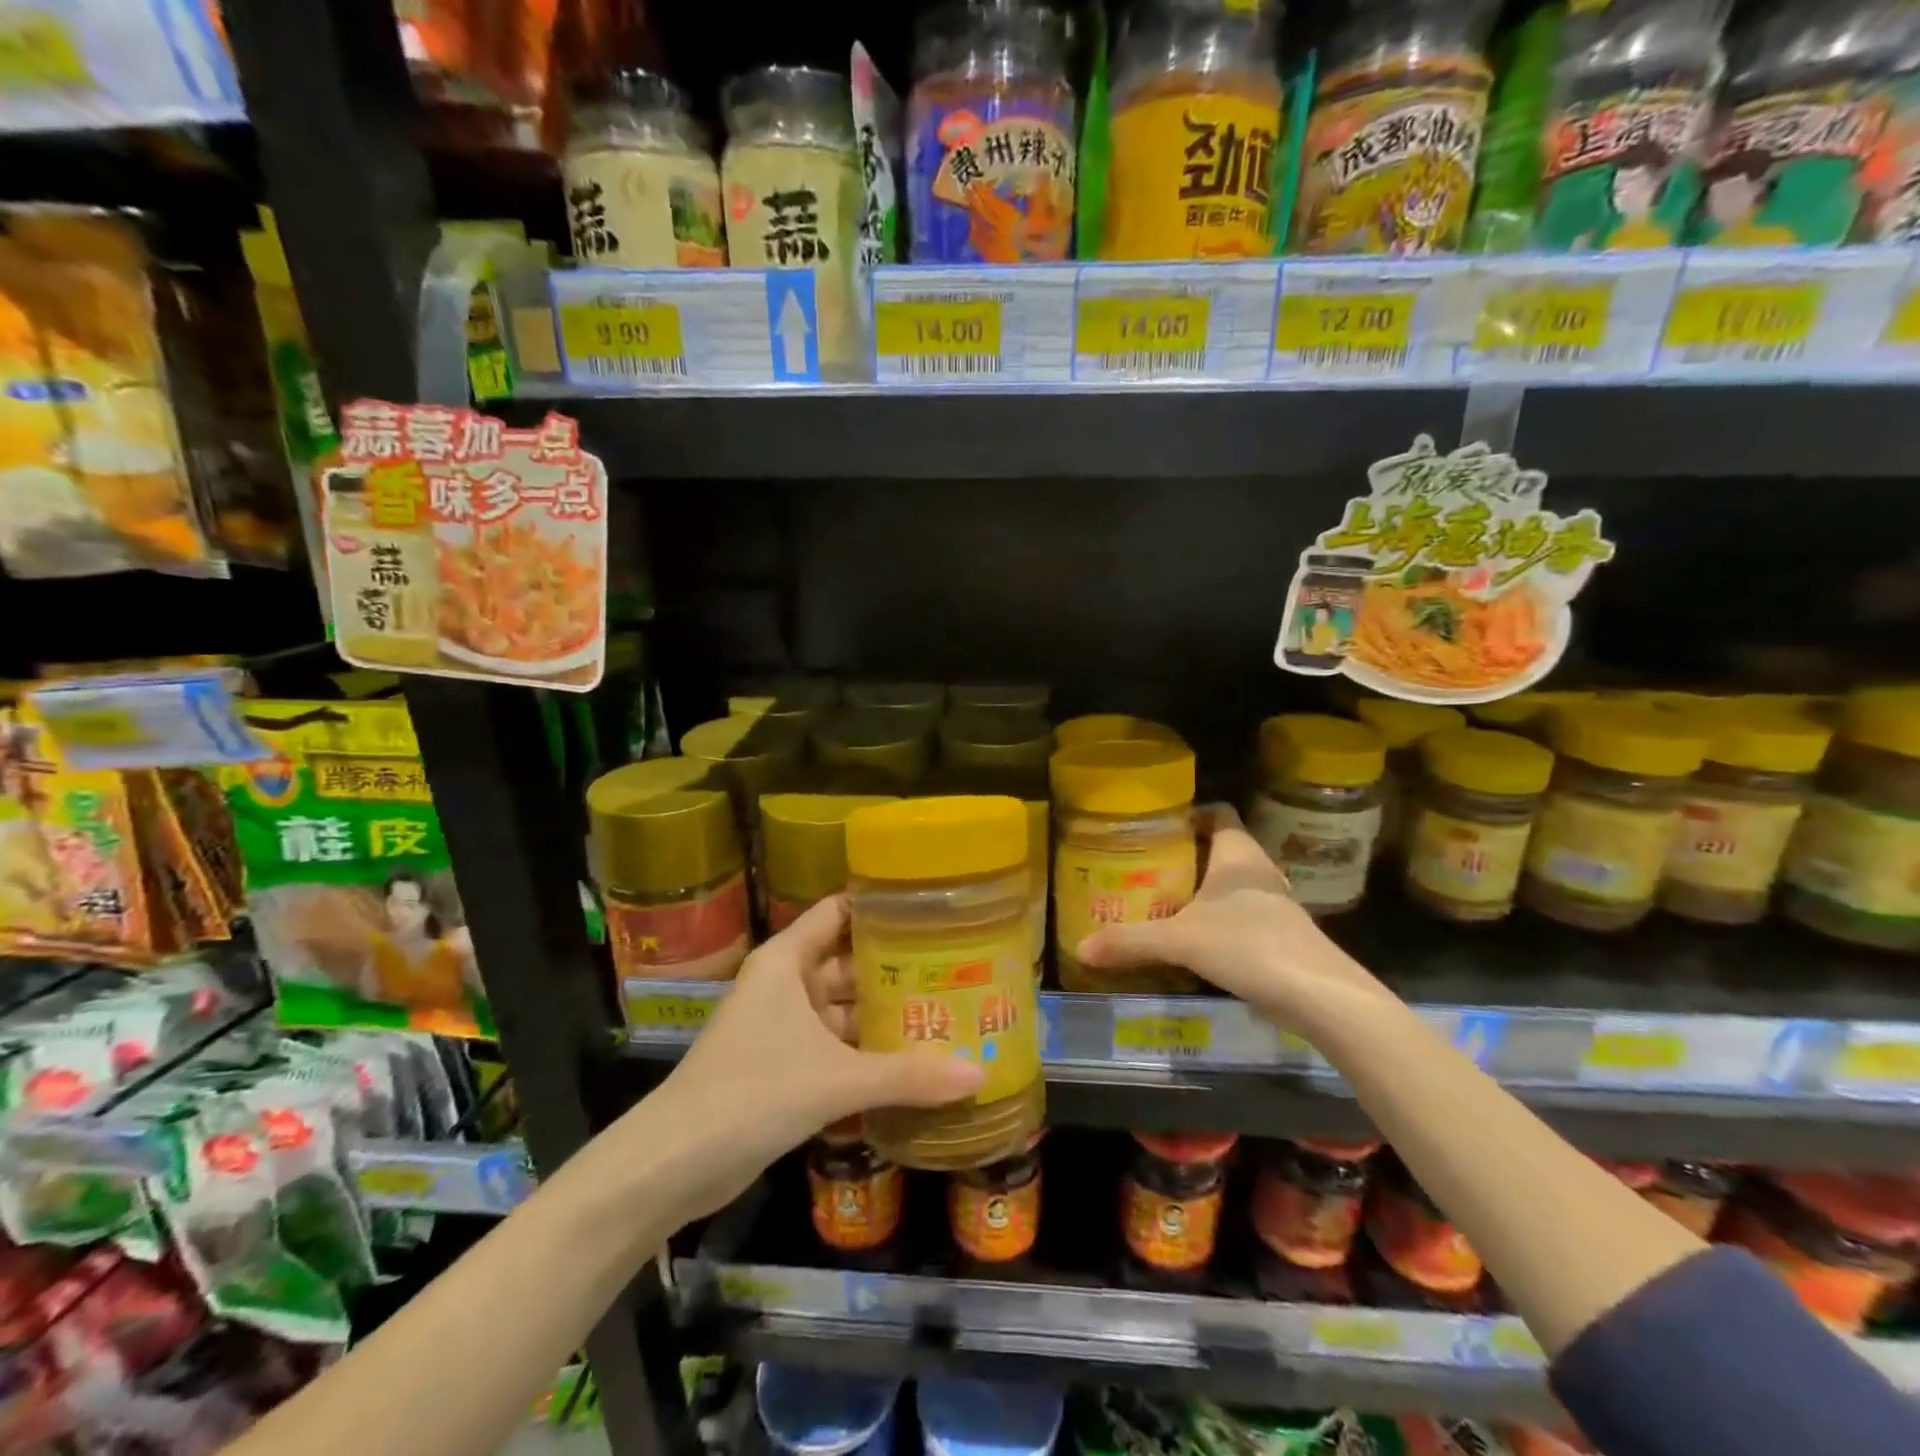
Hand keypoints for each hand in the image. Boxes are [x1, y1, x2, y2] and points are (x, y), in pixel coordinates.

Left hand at [650, 895, 982, 1218]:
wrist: (672, 1165)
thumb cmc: (751, 1093)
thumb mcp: (835, 1080)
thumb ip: (908, 1076)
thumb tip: (979, 1074)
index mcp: (787, 961)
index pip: (840, 912)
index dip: (882, 907)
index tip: (933, 909)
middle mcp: (786, 984)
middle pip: (850, 963)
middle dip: (898, 970)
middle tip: (959, 969)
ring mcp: (783, 1027)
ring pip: (845, 1010)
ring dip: (886, 1017)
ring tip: (949, 1014)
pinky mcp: (784, 1067)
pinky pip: (836, 1048)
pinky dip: (868, 1054)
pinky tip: (915, 1063)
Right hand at [1074, 805, 1389, 1035]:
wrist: (1319, 996)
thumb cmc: (1248, 946)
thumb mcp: (1179, 941)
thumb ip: (1130, 941)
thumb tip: (1081, 947)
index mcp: (1238, 855)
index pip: (1218, 813)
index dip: (1190, 813)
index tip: (1156, 824)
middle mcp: (1260, 871)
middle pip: (1221, 848)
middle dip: (1187, 855)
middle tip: (1147, 865)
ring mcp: (1276, 904)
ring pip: (1233, 884)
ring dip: (1204, 890)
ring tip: (1164, 899)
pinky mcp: (1282, 935)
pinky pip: (1243, 914)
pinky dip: (1219, 919)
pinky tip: (1196, 938)